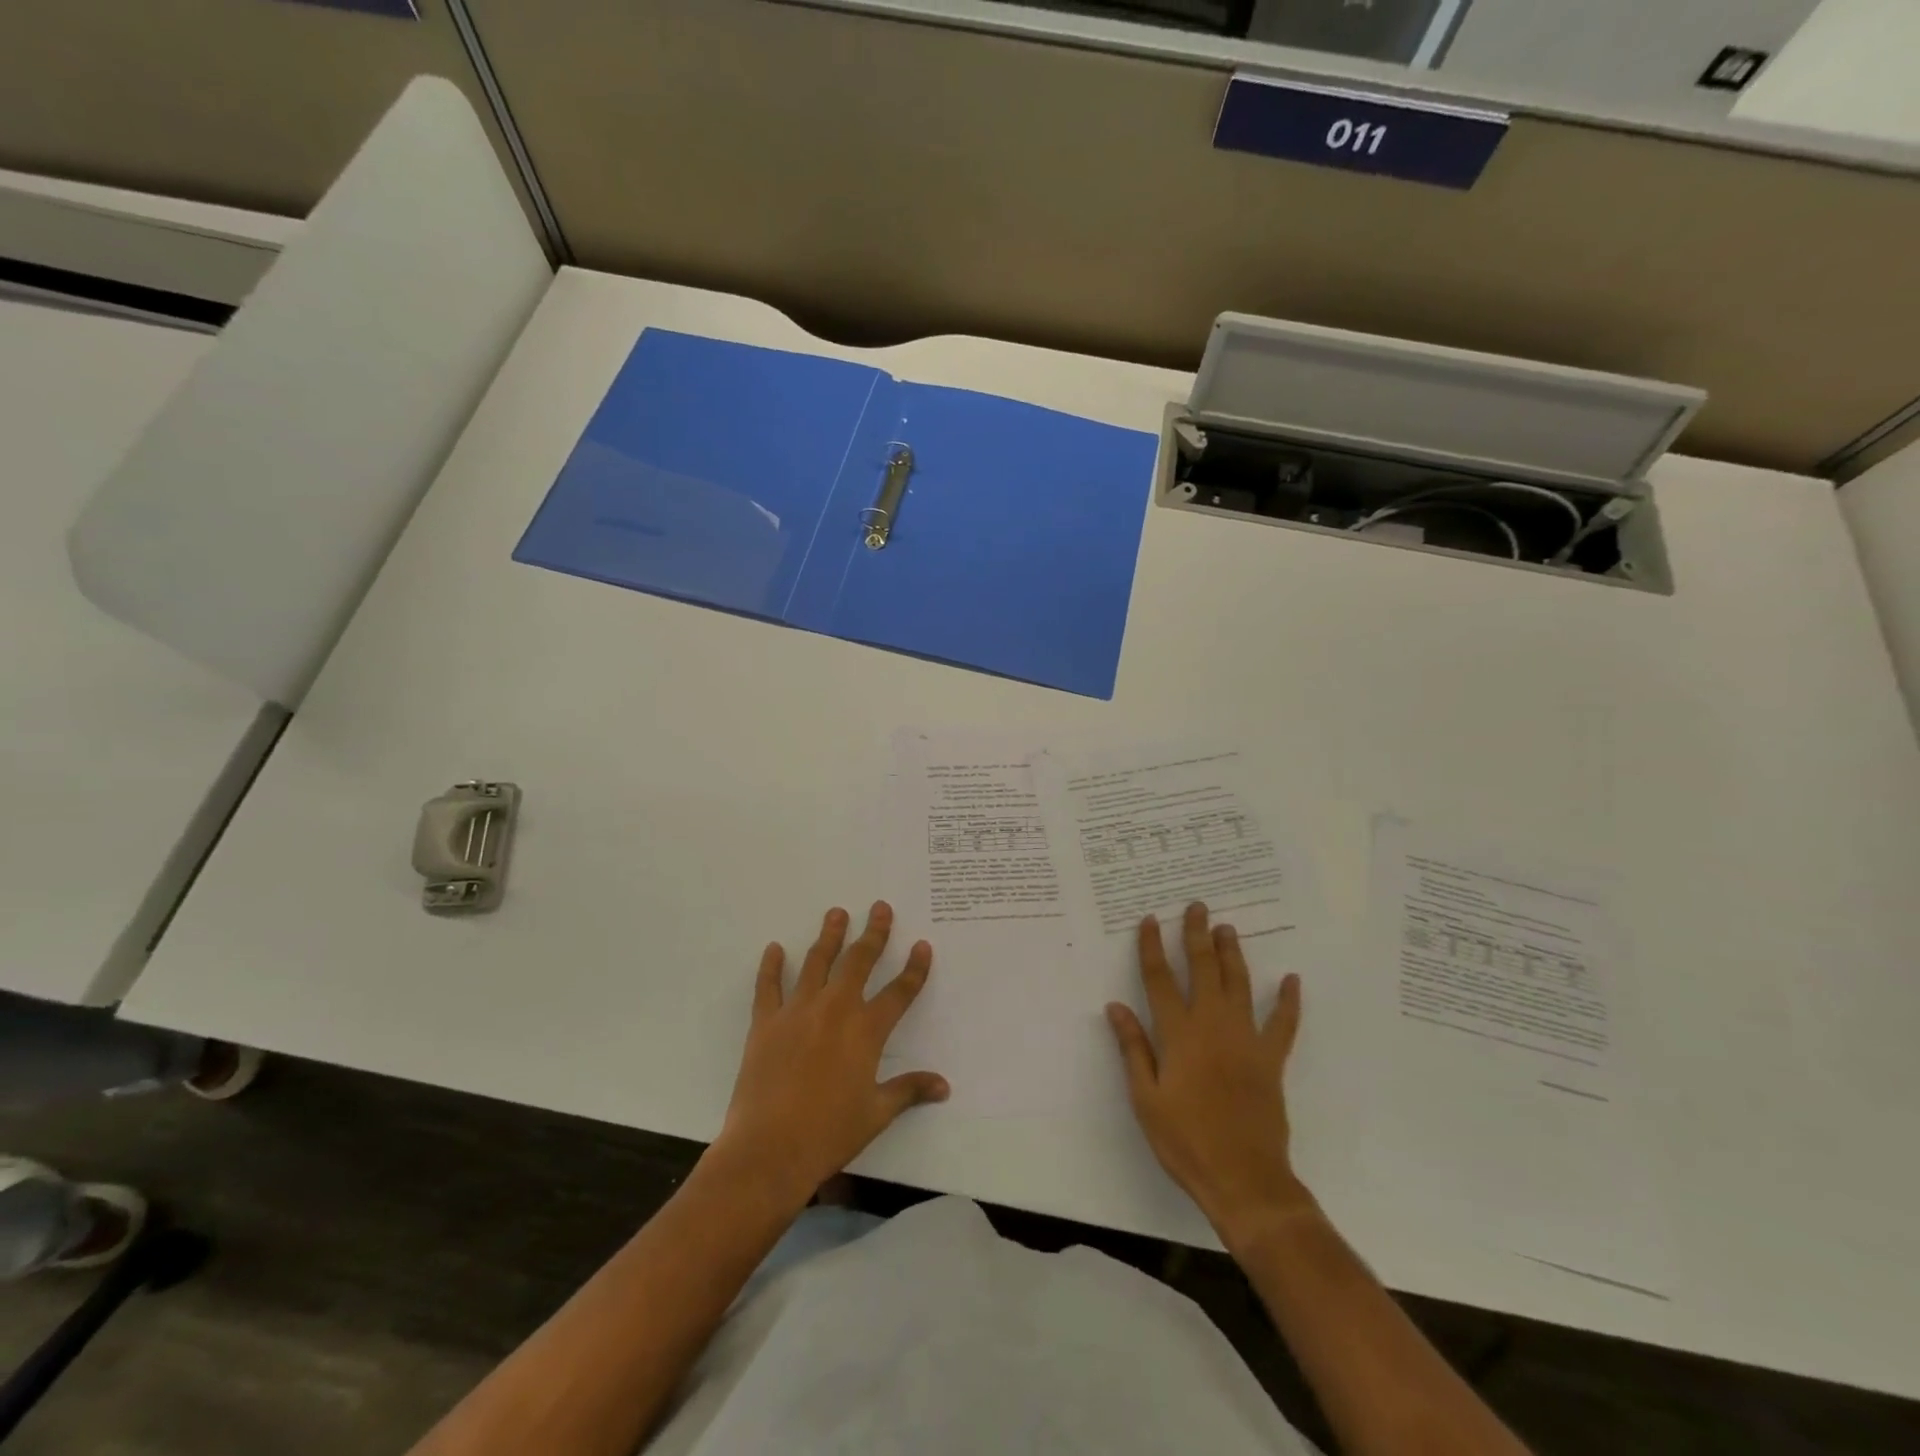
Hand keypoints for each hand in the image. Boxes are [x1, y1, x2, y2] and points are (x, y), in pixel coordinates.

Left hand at [717, 902, 947, 1209]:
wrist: (769, 1150)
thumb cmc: (829, 1133)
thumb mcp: (876, 1113)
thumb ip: (909, 1090)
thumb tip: (943, 1086)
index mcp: (866, 1031)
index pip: (898, 992)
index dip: (914, 968)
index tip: (922, 945)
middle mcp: (835, 1009)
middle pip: (859, 962)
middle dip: (873, 933)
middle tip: (879, 907)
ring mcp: (798, 1012)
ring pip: (817, 962)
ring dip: (829, 936)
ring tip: (836, 913)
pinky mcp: (766, 1023)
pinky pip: (769, 986)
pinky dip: (771, 966)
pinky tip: (775, 948)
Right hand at [1107, 903, 1310, 1250]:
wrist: (1244, 1180)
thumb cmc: (1185, 1140)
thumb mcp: (1145, 1098)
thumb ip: (1133, 1048)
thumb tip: (1116, 1007)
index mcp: (1178, 1035)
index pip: (1160, 979)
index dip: (1152, 947)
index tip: (1150, 920)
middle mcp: (1212, 1026)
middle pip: (1203, 970)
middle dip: (1197, 936)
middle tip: (1197, 907)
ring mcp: (1246, 1040)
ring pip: (1239, 985)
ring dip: (1232, 954)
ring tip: (1228, 928)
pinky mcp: (1271, 1060)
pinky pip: (1283, 1024)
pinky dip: (1288, 1002)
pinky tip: (1292, 980)